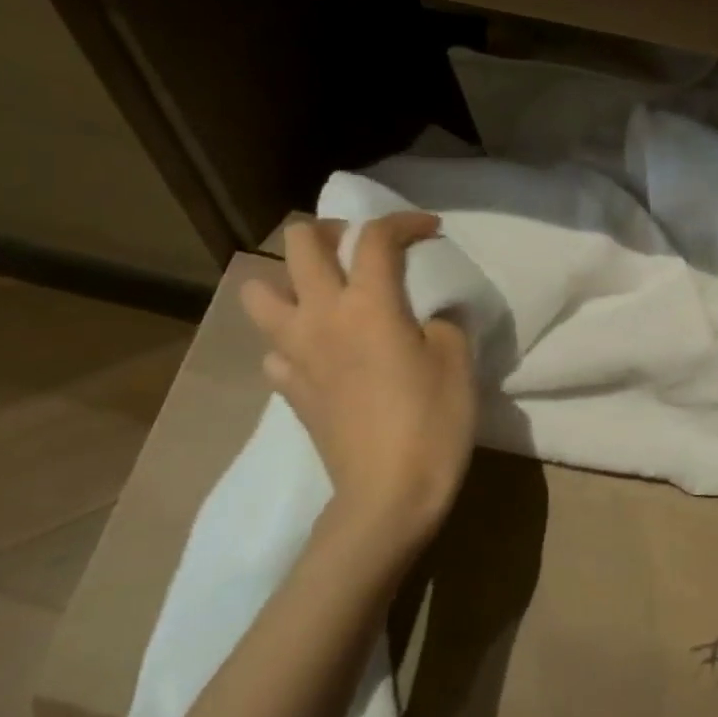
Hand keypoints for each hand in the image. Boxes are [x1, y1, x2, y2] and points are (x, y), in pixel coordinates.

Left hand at [241, 214, 475, 558]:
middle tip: (361, 248)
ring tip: (324, 294)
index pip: (377, 237)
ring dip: (289, 281)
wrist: (388, 494)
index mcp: (369, 303)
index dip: (405, 222)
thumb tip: (428, 316)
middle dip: (331, 230)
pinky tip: (321, 354)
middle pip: (300, 243)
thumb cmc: (432, 421)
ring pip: (260, 291)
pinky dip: (293, 340)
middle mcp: (321, 315)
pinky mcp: (288, 389)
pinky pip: (274, 348)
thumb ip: (443, 322)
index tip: (430, 230)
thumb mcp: (457, 361)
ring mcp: (295, 352)